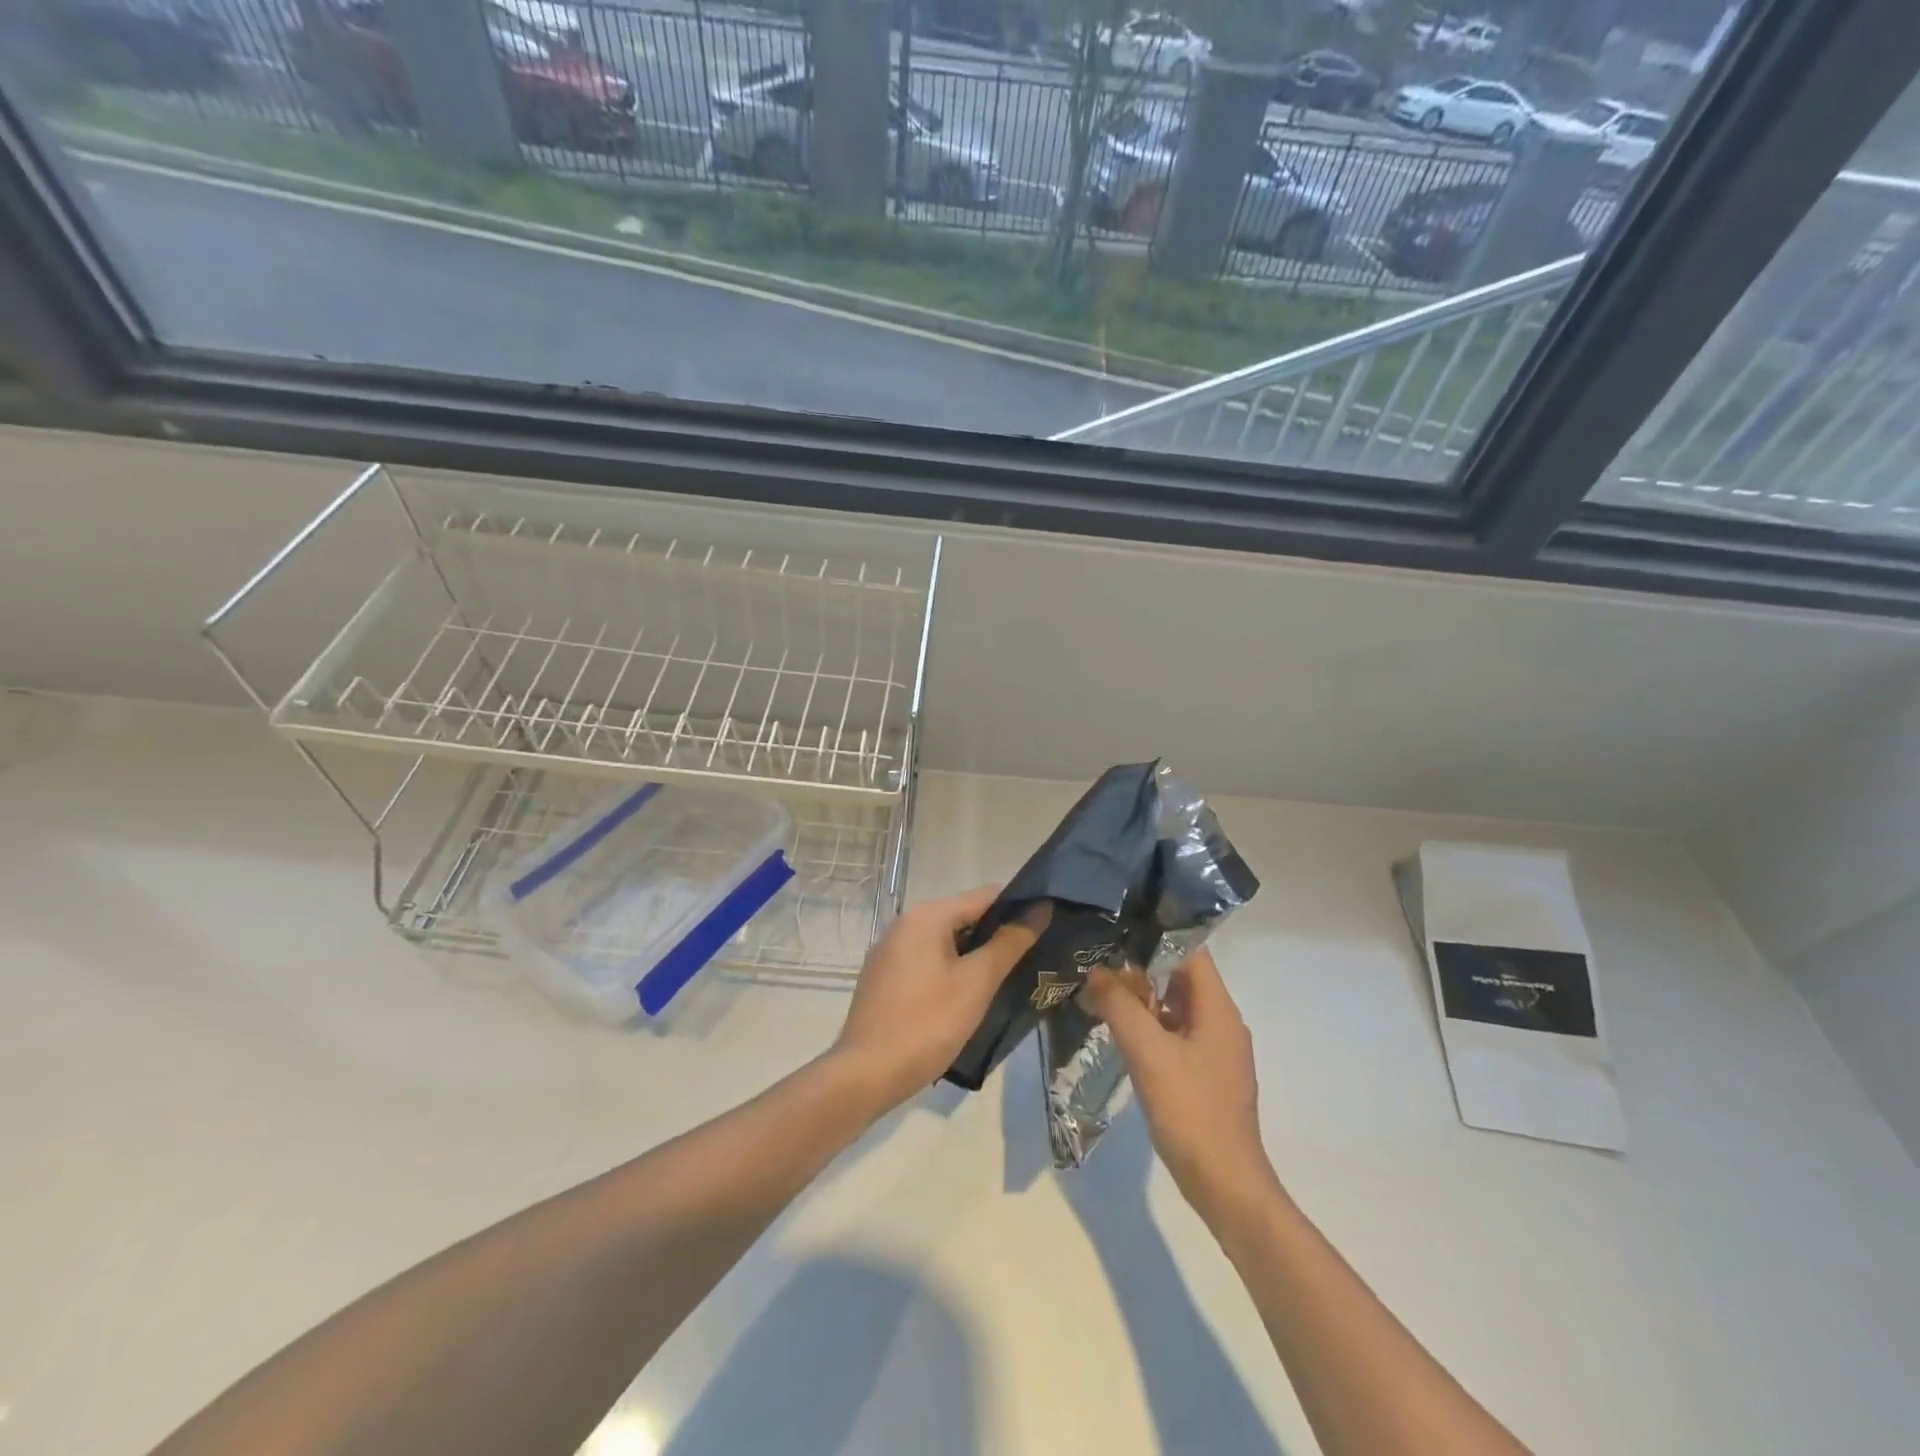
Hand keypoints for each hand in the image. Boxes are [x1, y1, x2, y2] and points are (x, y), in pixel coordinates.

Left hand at [829, 885, 1036, 1112]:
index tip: (1046, 929)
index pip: (985, 896)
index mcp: (927, 916)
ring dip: (974, 955)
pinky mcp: (883, 976)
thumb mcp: (977, 983)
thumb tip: (1040, 909)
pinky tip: (966, 997)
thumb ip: (1009, 943)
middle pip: (964, 916)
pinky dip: (950, 969)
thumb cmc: (927, 1024)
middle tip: (1030, 960)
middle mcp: (905, 923)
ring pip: (945, 941)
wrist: (865, 1075)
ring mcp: (890, 950)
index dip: (1018, 909)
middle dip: (996, 935)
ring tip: (1005, 980)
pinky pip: (926, 960)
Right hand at [1082, 948, 1278, 1226]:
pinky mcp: (1206, 1074)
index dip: (1155, 935)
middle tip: (1097, 962)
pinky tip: (1120, 1034)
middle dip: (1140, 968)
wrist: (1226, 1186)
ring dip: (1142, 999)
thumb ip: (1119, 1007)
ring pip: (1176, 1007)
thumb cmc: (1190, 1111)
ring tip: (1100, 993)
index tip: (1117, 930)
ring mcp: (1216, 1050)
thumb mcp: (1147, 1053)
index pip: (1190, 951)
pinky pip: (1176, 1034)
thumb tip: (1095, 972)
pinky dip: (1150, 1026)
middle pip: (1180, 977)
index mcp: (1217, 1008)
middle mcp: (1222, 1021)